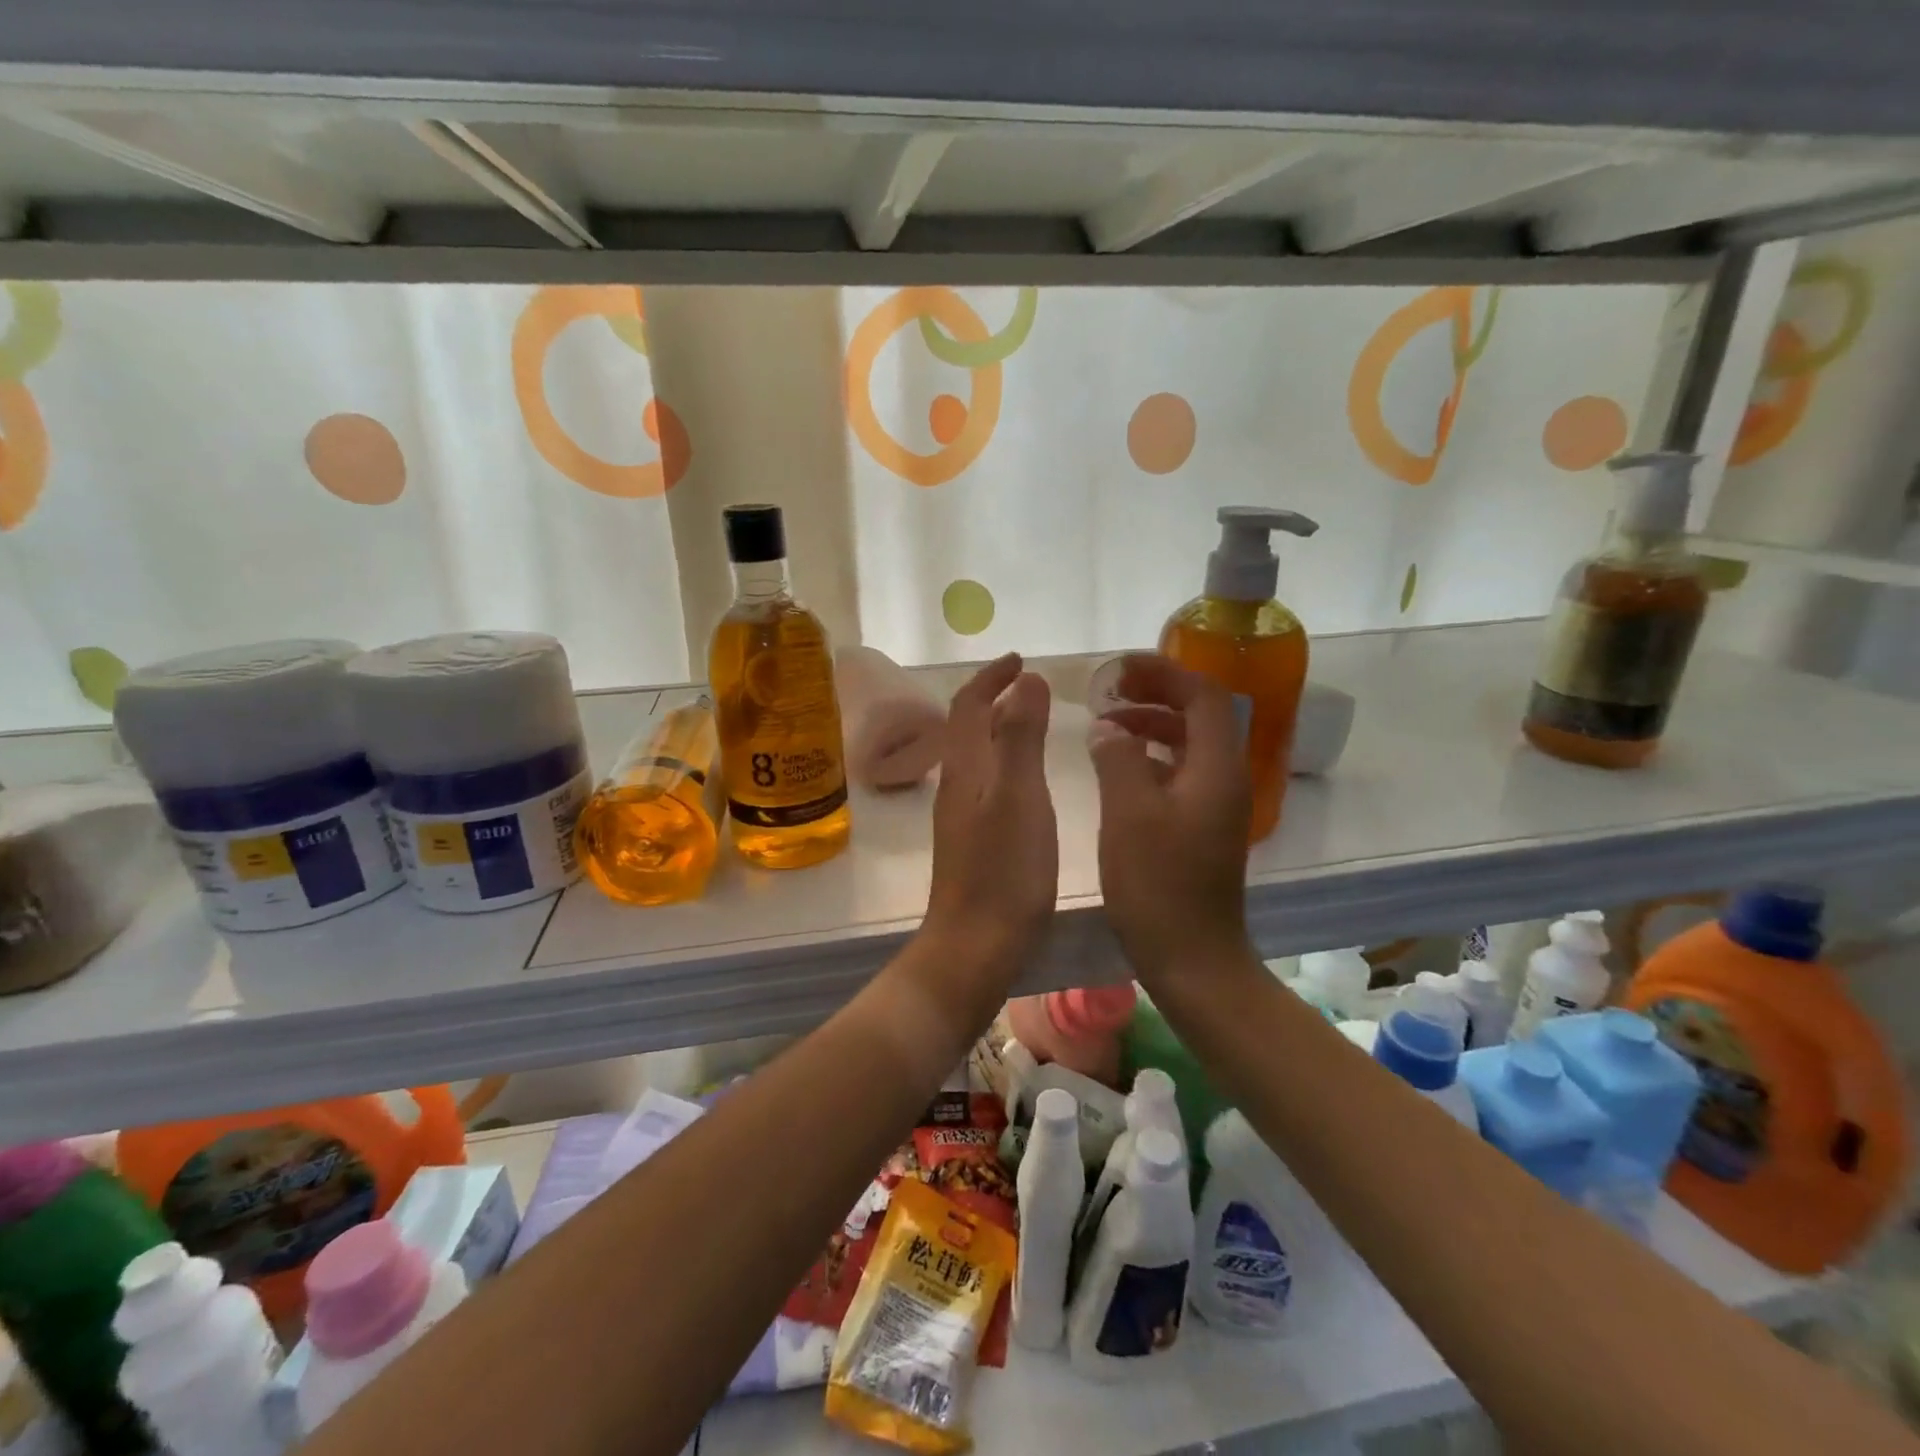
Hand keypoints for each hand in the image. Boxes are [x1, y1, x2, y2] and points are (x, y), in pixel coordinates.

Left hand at [923, 653, 1057, 975]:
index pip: (968, 706)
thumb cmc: (1003, 872)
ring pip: (974, 755)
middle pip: (965, 727)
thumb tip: (1025, 680)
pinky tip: (1025, 779)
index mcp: (966, 769)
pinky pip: (984, 782)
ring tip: (1030, 720)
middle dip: (992, 697)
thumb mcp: (1019, 796)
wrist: (974, 947)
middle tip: (1027, 683)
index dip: (991, 678)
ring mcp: (960, 817)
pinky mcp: (971, 842)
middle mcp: (956, 786)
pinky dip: (1003, 760)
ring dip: (996, 727)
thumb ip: (1020, 737)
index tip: (1019, 658)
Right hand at [1088, 654, 1250, 981]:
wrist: (1193, 958)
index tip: (1120, 669)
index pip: (1202, 695)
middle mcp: (1225, 779)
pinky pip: (1181, 773)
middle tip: (1109, 691)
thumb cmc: (1158, 885)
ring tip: (1107, 724)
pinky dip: (1152, 757)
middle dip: (1156, 694)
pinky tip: (1119, 767)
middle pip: (1200, 715)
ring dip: (1151, 725)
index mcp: (1215, 768)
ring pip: (1189, 745)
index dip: (1163, 673)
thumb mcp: (1128, 814)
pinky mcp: (1203, 828)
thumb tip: (1109, 728)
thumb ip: (1117, 758)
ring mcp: (1217, 806)